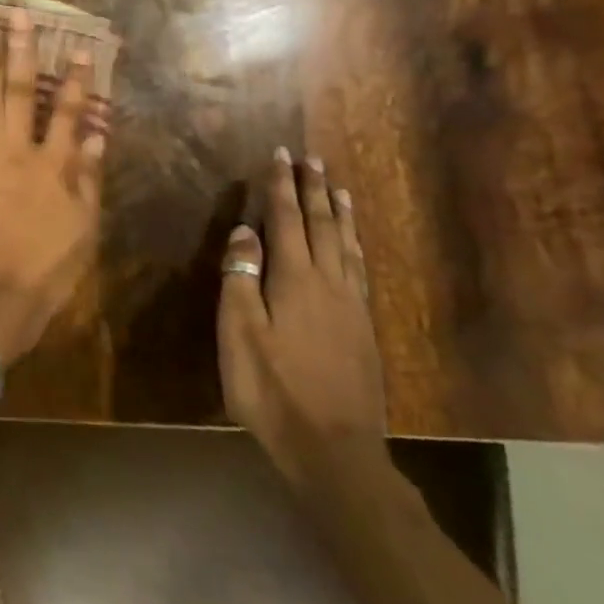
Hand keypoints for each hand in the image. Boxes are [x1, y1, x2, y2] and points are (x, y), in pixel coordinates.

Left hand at [0, 10, 104, 365]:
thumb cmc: (41, 272)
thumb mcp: (82, 233)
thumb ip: (88, 180)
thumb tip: (95, 134)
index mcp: (55, 166)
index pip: (68, 111)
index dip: (73, 78)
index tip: (76, 47)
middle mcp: (18, 149)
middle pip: (19, 90)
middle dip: (20, 50)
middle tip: (19, 15)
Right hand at [218, 148, 386, 488]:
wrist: (332, 448)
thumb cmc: (271, 389)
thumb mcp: (240, 334)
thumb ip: (241, 279)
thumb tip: (244, 231)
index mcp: (294, 281)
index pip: (286, 220)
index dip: (281, 187)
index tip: (280, 155)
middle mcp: (328, 283)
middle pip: (321, 225)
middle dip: (313, 189)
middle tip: (311, 159)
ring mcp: (351, 306)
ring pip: (346, 245)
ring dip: (339, 212)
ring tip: (338, 187)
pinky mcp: (363, 329)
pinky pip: (359, 270)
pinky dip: (354, 245)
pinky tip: (353, 244)